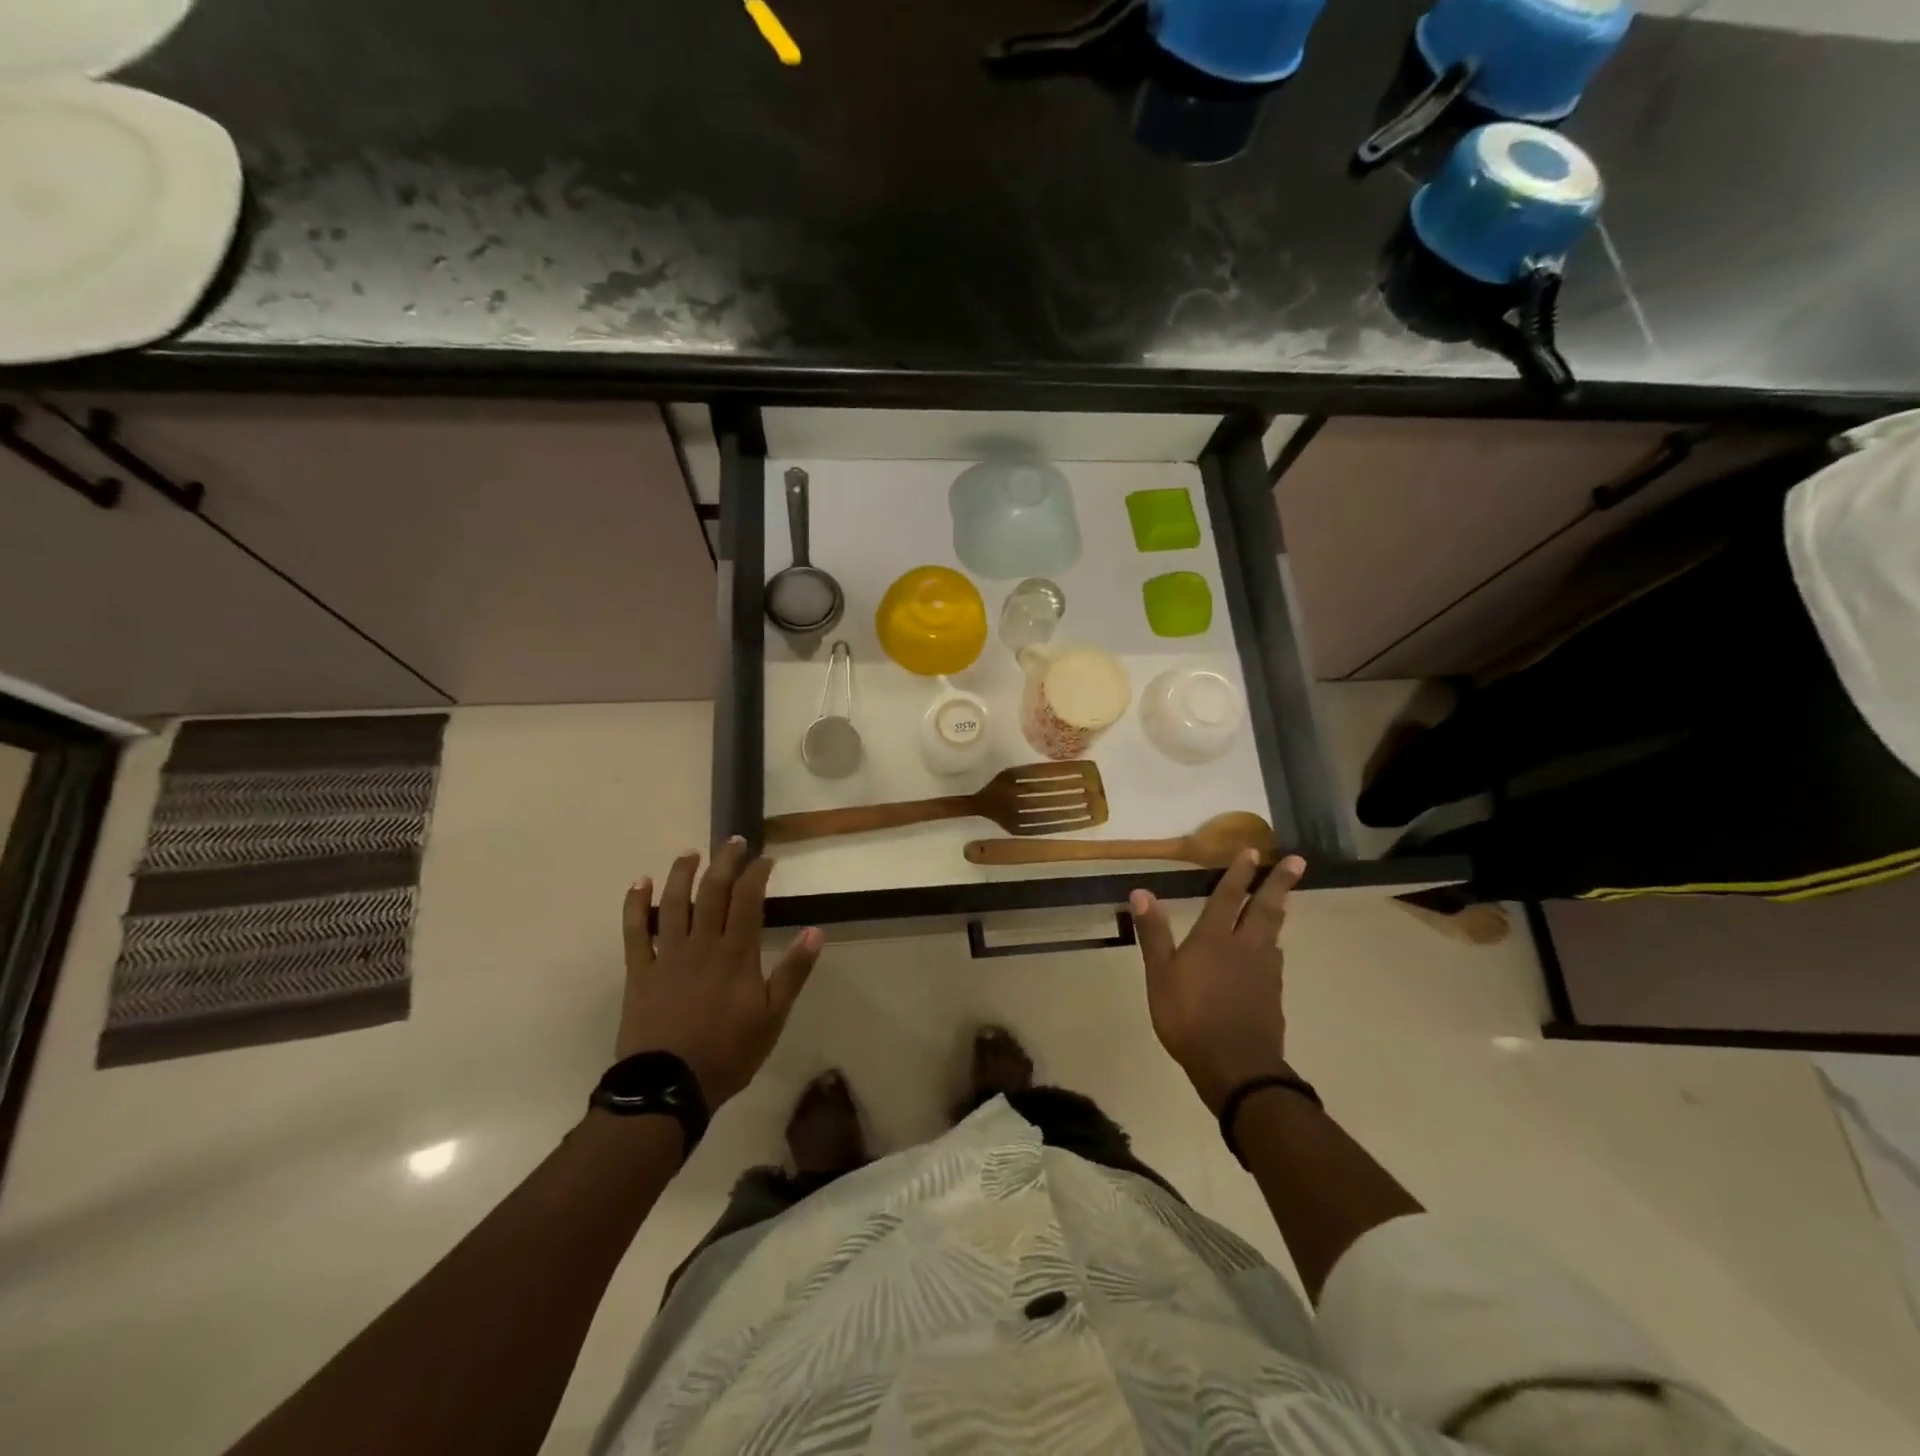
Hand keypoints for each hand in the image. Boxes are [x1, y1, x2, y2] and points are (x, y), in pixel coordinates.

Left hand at [618, 838, 823, 1108]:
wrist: (668, 1087)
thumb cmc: (728, 1053)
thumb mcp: (773, 1017)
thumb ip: (793, 973)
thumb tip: (815, 931)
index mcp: (736, 954)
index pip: (748, 900)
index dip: (757, 874)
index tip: (765, 859)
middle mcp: (701, 944)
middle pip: (712, 891)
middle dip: (724, 862)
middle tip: (733, 841)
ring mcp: (667, 955)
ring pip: (673, 902)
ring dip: (681, 874)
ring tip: (690, 853)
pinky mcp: (639, 971)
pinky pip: (635, 931)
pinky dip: (635, 905)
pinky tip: (638, 883)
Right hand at [1130, 853, 1305, 1114]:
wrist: (1236, 1067)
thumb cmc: (1189, 1018)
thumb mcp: (1160, 976)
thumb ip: (1153, 934)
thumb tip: (1141, 891)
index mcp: (1214, 940)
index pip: (1227, 898)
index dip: (1238, 874)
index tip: (1252, 851)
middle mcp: (1244, 948)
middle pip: (1264, 909)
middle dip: (1278, 883)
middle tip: (1296, 861)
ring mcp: (1263, 973)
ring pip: (1274, 934)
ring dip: (1279, 912)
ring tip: (1285, 901)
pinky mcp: (1273, 996)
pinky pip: (1275, 961)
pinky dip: (1274, 946)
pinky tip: (1273, 952)